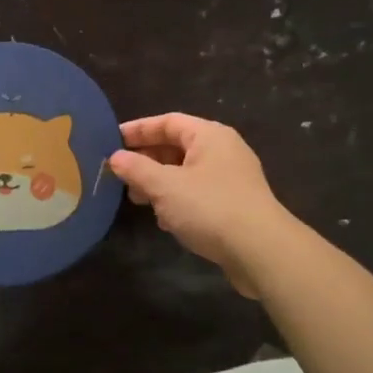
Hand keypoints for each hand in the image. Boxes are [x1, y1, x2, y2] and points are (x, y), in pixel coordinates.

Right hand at [108, 114, 293, 297]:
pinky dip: (177, 200)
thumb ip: (137, 169)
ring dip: (159, 182)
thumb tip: (115, 157)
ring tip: (136, 198)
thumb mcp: (165, 186)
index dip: (138, 129)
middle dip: (147, 159)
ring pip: (186, 172)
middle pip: (177, 146)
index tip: (111, 140)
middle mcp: (223, 151)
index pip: (168, 121)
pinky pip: (198, 193)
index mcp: (210, 135)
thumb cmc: (210, 207)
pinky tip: (163, 219)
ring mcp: (231, 179)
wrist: (261, 250)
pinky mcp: (234, 205)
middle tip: (120, 173)